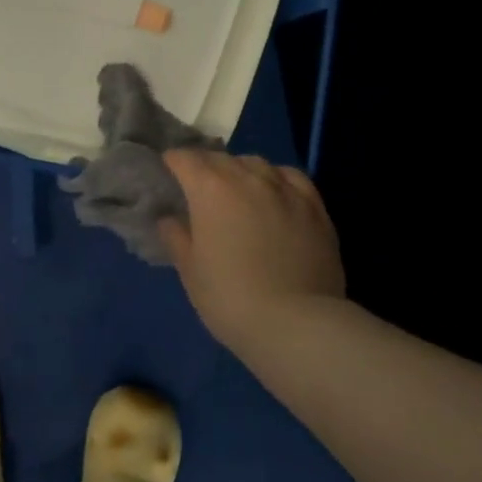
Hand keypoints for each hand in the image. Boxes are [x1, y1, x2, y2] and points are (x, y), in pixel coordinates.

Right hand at [160, 151, 345, 348]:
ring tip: (237, 188)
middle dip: (205, 166)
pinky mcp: (315, 206)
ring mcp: (285, 189)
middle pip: (220, 158)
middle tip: (197, 185)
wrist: (297, 323)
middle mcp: (248, 178)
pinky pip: (290, 178)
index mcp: (211, 189)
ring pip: (256, 163)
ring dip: (240, 170)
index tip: (167, 170)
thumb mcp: (191, 272)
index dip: (173, 162)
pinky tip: (275, 192)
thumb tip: (170, 219)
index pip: (185, 159)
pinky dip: (275, 179)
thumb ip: (177, 238)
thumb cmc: (230, 298)